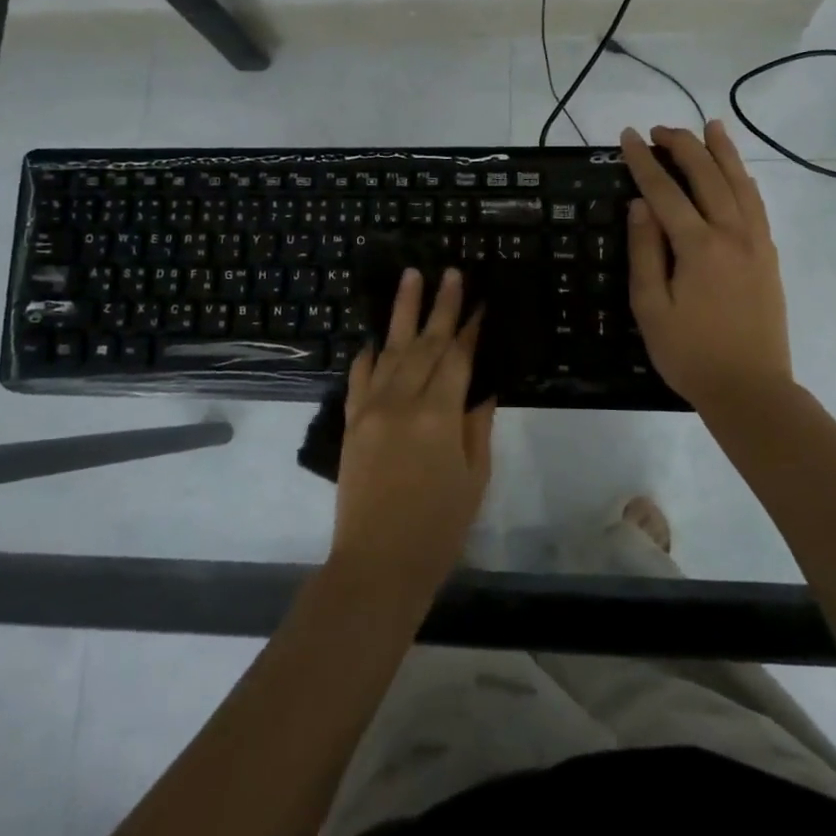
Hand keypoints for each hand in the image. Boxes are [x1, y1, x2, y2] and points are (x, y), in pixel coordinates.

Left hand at [330, 267, 493, 603]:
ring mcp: (371, 409)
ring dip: (402, 313)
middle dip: (441, 305)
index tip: (480, 298)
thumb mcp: (474, 476)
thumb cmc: (438, 527)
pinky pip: (359, 378)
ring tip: (411, 277)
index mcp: (439, 415)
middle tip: (450, 271)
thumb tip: (483, 384)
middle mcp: (403, 401)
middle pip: (426, 343)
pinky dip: (369, 355)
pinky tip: (375, 338)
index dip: (471, 326)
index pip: (459, 357)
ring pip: (391, 350)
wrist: (377, 564)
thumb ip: (477, 424)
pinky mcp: (351, 423)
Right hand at [620, 121, 793, 413]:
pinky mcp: (769, 255)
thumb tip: (640, 204)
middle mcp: (732, 234)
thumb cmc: (689, 354)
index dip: (643, 161)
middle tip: (660, 129)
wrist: (750, 388)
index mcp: (698, 246)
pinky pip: (757, 204)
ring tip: (710, 126)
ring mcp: (756, 243)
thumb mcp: (651, 308)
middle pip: (707, 175)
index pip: (665, 191)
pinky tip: (738, 172)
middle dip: (682, 146)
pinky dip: (745, 179)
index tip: (628, 137)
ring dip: (722, 151)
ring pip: (739, 182)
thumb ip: (646, 252)